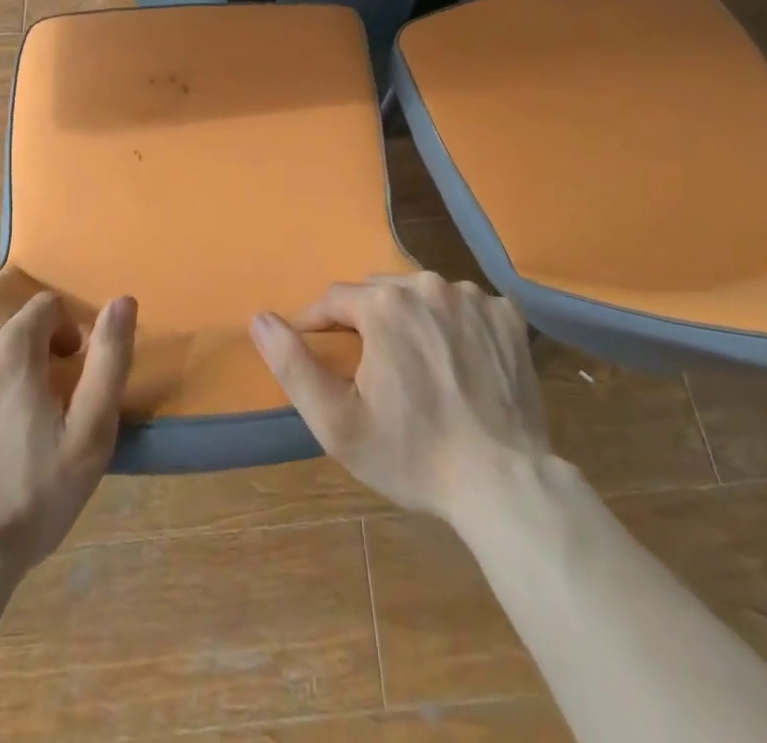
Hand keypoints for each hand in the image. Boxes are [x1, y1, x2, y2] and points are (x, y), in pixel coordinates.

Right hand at [250, 273, 547, 524]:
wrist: (503, 483)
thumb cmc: (412, 455)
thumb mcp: (337, 422)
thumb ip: (292, 364)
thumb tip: (259, 318)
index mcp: (383, 303)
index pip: (334, 300)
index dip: (320, 325)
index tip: (320, 353)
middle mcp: (427, 284)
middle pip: (379, 291)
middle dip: (366, 321)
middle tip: (370, 368)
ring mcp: (473, 297)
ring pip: (422, 294)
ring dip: (410, 318)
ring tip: (414, 365)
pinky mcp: (507, 315)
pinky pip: (465, 306)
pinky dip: (454, 325)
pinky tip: (458, 362)